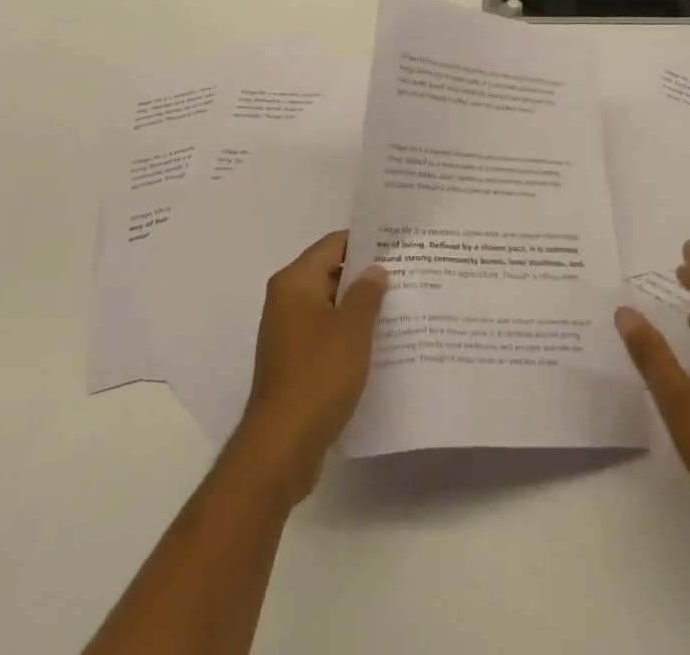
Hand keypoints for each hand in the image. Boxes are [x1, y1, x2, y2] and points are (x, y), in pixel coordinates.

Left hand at [231, 230, 387, 505]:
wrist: (282, 447)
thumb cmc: (318, 376)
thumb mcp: (352, 329)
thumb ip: (367, 293)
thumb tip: (375, 270)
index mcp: (294, 282)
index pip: (333, 244)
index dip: (366, 241)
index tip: (398, 245)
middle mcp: (286, 301)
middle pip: (331, 273)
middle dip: (366, 275)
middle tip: (407, 274)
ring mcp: (289, 334)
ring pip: (331, 307)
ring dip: (360, 308)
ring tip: (401, 306)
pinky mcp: (295, 363)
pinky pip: (327, 335)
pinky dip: (350, 335)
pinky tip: (380, 344)